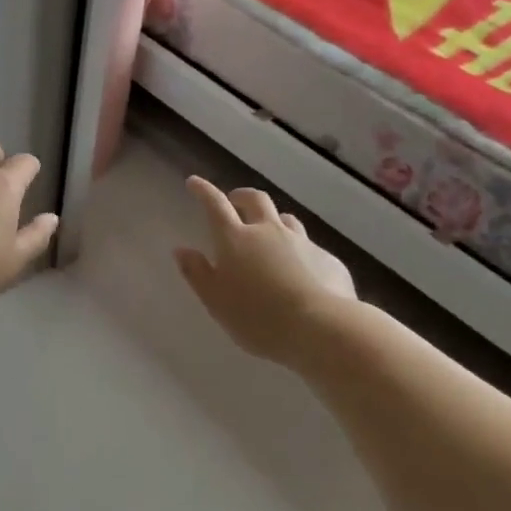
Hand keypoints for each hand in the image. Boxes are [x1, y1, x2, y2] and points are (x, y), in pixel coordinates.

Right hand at [175, 176, 357, 365]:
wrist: (321, 328)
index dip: (203, 190)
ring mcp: (303, 242)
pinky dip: (300, 252)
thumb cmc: (257, 317)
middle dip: (242, 196)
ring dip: (274, 220)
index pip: (215, 205)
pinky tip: (302, 272)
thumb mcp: (215, 301)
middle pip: (255, 200)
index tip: (194, 182)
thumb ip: (197, 273)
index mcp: (236, 239)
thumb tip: (182, 250)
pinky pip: (310, 248)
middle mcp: (269, 231)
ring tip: (269, 233)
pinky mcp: (328, 259)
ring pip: (286, 220)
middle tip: (234, 201)